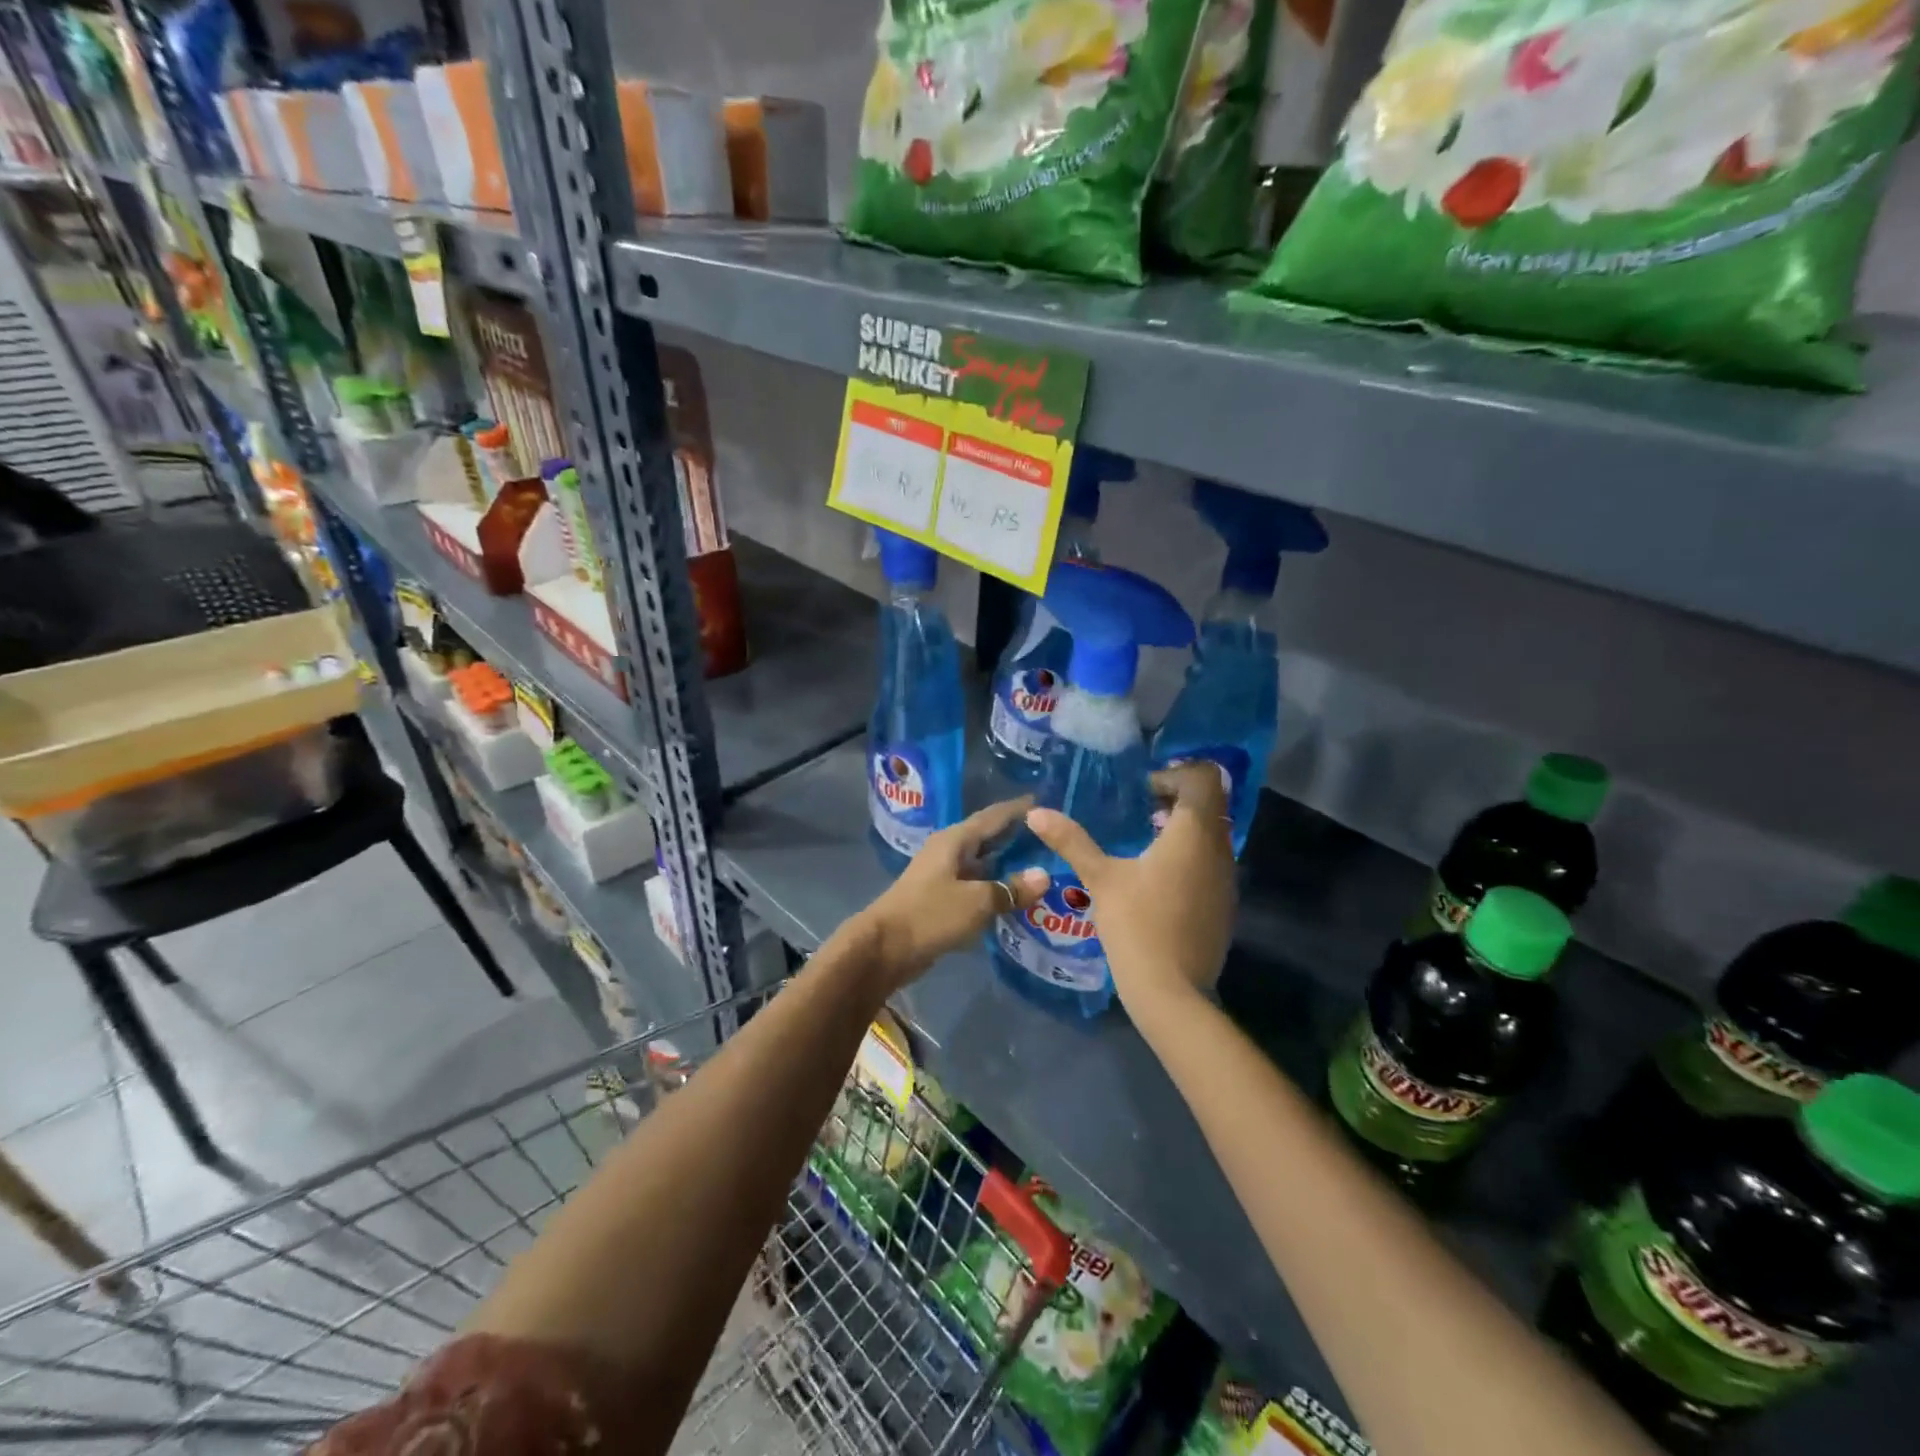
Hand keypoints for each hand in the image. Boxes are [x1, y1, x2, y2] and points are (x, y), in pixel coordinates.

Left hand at [851, 798, 1050, 990]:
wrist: (884, 948)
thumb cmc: (930, 915)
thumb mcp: (976, 901)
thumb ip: (1010, 889)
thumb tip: (1044, 876)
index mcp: (954, 840)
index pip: (993, 816)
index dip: (1019, 809)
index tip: (1046, 801)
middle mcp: (948, 851)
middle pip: (988, 838)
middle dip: (1017, 837)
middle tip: (1052, 838)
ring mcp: (943, 875)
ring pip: (983, 864)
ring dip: (1008, 865)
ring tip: (1043, 867)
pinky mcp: (941, 899)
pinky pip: (976, 886)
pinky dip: (996, 888)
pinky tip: (1017, 898)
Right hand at [1025, 762, 1235, 1013]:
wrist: (1171, 991)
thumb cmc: (1136, 925)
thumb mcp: (1100, 878)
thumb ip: (1071, 840)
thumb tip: (1036, 812)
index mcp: (1194, 833)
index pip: (1203, 777)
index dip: (1173, 773)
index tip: (1141, 791)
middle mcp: (1219, 849)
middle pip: (1209, 803)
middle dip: (1175, 799)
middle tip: (1138, 810)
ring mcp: (1226, 878)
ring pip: (1212, 833)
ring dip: (1182, 828)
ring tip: (1143, 841)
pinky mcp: (1224, 903)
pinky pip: (1211, 861)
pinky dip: (1189, 855)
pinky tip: (1155, 878)